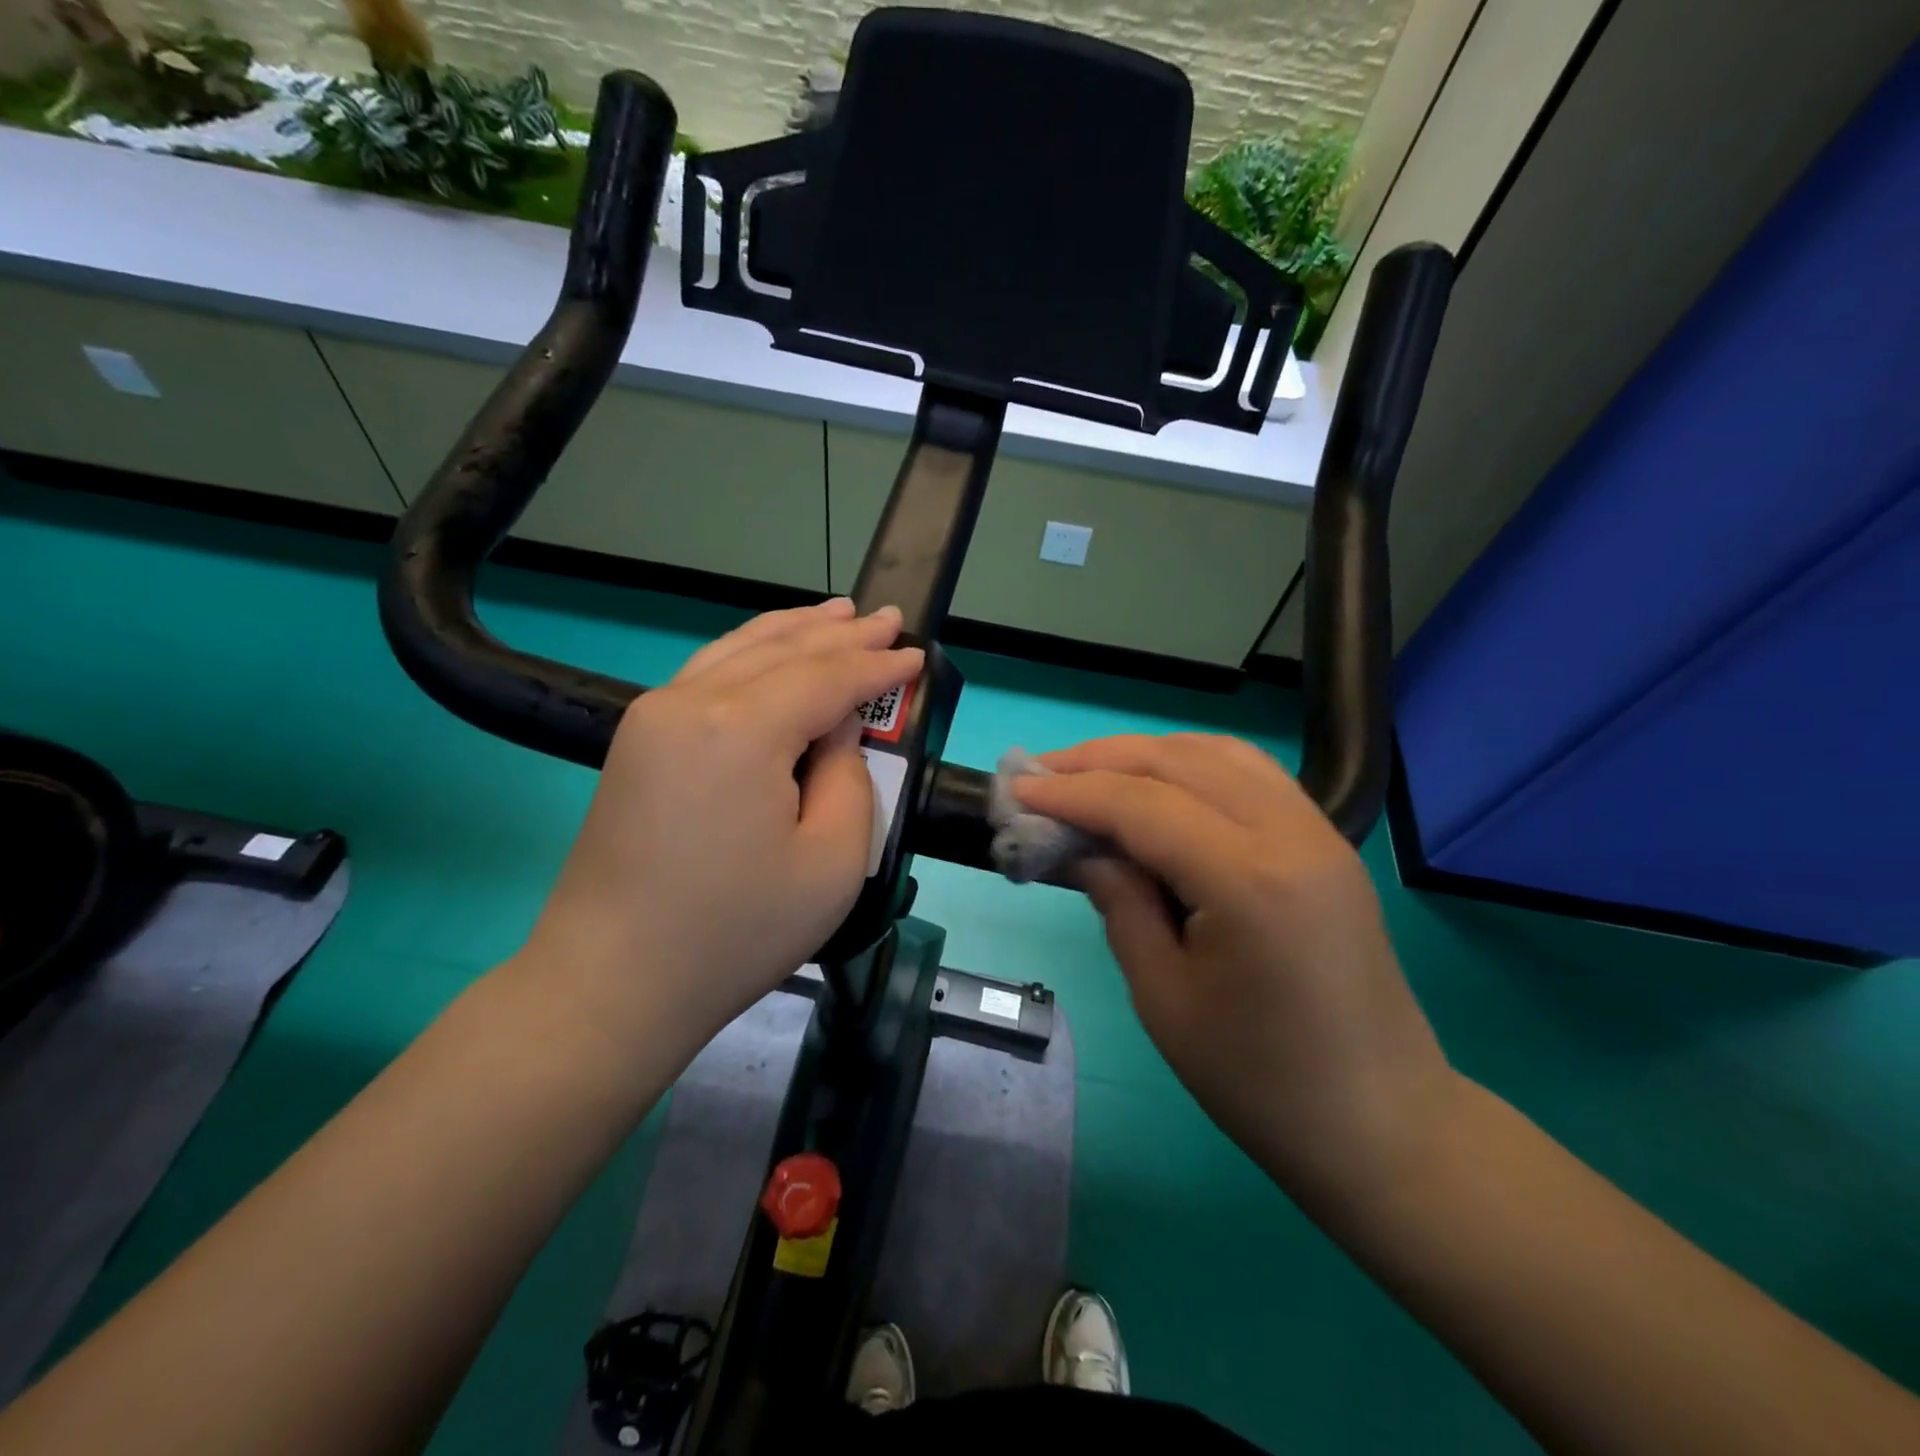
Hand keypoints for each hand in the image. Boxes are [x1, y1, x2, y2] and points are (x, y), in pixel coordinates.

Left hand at [519, 599, 920, 1052]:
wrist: (613, 982)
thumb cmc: (735, 931)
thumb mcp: (831, 863)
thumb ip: (849, 778)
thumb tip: (837, 731)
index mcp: (740, 729)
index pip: (826, 678)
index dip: (877, 668)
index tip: (917, 656)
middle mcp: (690, 702)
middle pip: (782, 651)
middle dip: (841, 634)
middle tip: (887, 619)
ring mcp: (653, 716)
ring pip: (739, 650)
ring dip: (794, 630)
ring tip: (838, 614)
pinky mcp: (638, 739)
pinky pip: (708, 672)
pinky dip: (751, 652)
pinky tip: (772, 648)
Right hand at [1015, 734, 1455, 1212]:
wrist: (1381, 1124)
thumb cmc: (1260, 1081)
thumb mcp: (1164, 997)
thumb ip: (1119, 904)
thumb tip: (1083, 849)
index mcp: (1248, 881)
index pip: (1142, 806)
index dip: (1072, 794)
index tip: (1017, 792)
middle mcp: (1289, 834)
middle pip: (1178, 762)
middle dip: (1100, 760)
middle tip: (1041, 775)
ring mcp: (1318, 832)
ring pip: (1217, 754)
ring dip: (1146, 753)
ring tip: (1091, 771)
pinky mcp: (1326, 843)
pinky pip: (1251, 774)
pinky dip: (1193, 763)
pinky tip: (1159, 782)